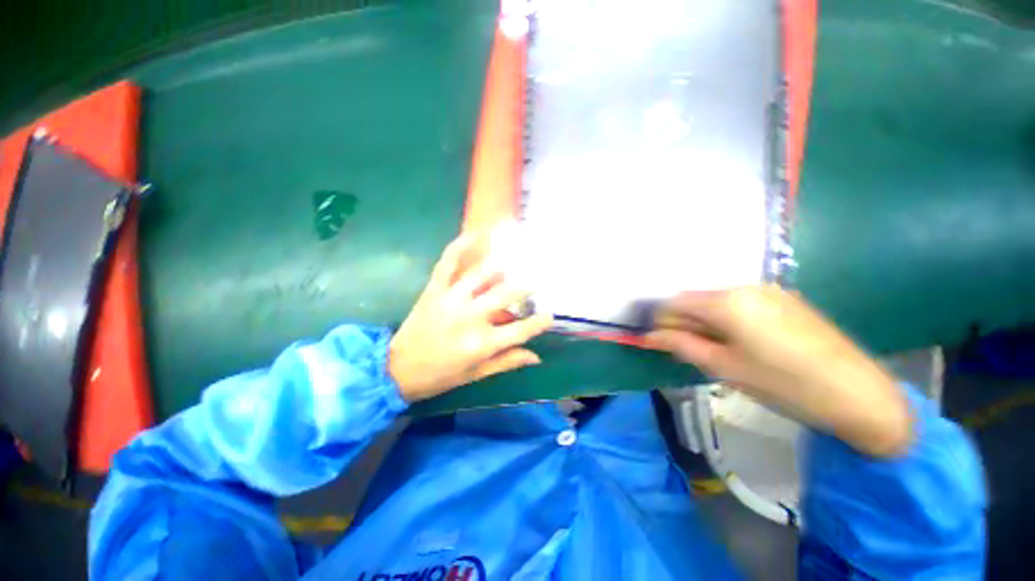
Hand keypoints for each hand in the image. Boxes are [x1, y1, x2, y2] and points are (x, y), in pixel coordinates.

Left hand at [388, 233, 553, 401]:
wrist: (397, 369)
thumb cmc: (440, 375)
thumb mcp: (476, 375)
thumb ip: (507, 362)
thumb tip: (536, 356)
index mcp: (482, 344)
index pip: (521, 330)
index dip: (539, 322)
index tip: (550, 315)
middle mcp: (470, 318)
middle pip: (506, 295)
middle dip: (527, 286)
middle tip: (539, 279)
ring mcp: (451, 299)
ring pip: (482, 274)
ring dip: (503, 263)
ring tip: (519, 254)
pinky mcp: (434, 289)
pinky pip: (448, 263)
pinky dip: (460, 246)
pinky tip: (476, 234)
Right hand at [648, 286, 911, 457]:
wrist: (859, 394)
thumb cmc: (784, 384)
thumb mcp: (725, 367)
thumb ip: (682, 345)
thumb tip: (650, 336)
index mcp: (727, 301)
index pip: (675, 302)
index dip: (662, 320)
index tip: (660, 341)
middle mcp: (744, 286)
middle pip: (696, 298)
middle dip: (684, 321)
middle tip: (687, 349)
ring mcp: (768, 290)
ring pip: (718, 300)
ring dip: (706, 321)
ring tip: (716, 349)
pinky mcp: (785, 299)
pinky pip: (741, 302)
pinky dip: (728, 318)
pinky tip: (742, 342)